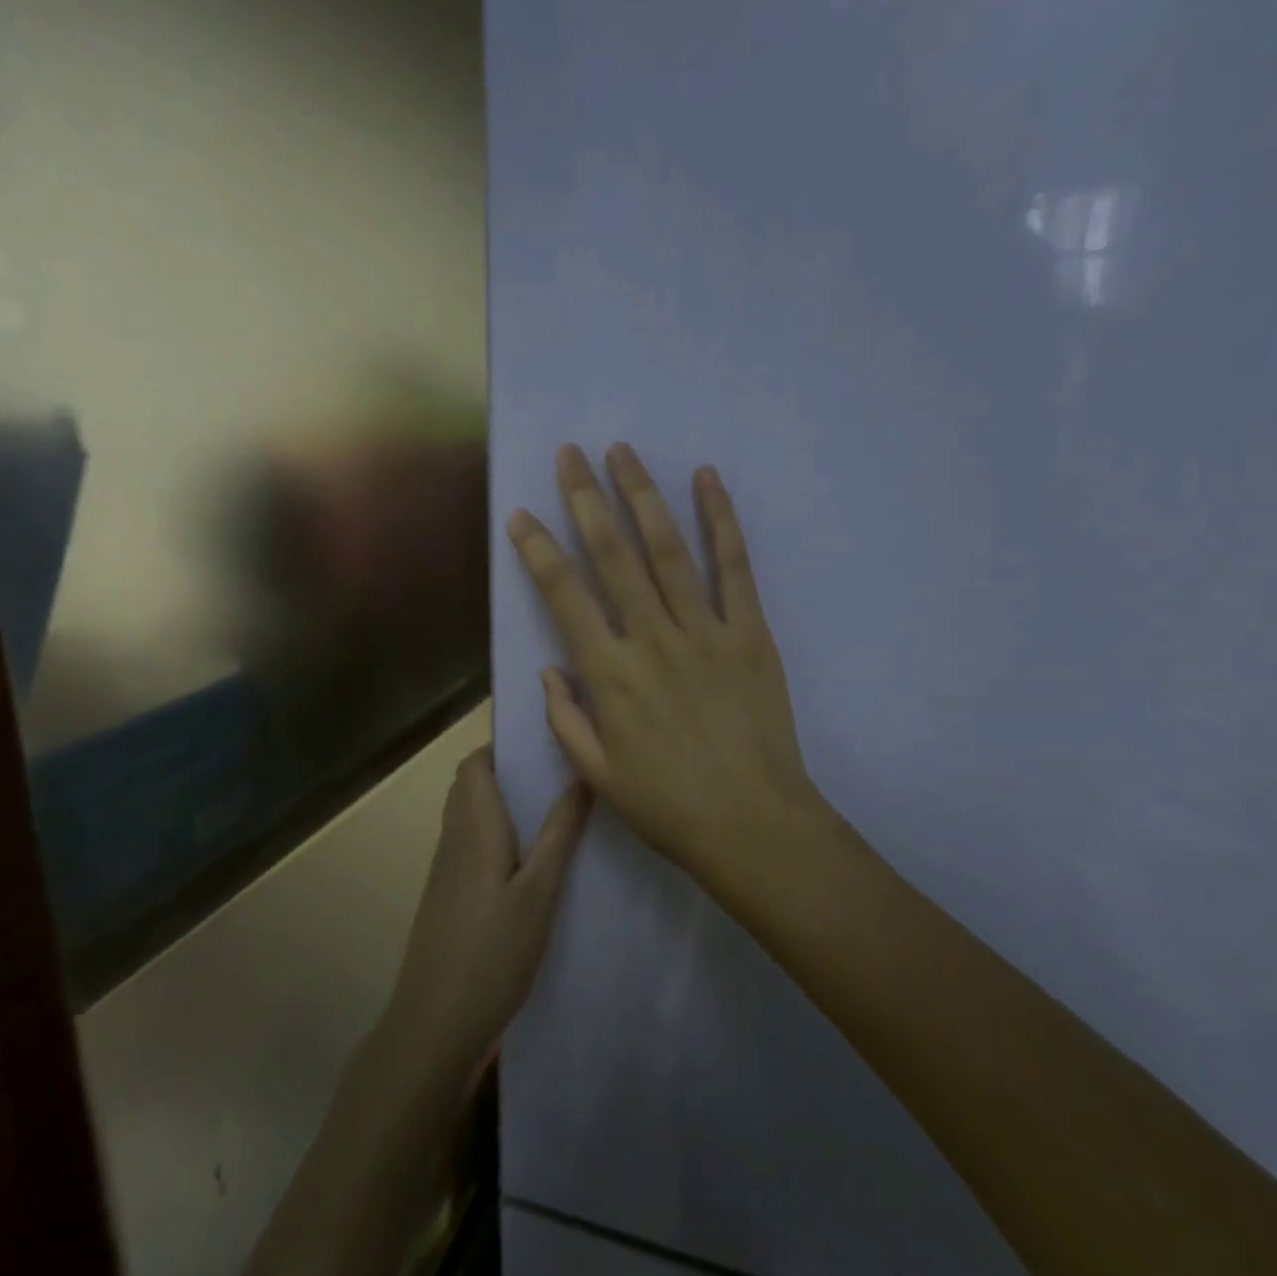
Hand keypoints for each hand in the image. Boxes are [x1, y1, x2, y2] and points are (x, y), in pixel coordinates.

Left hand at [381, 746, 591, 1099]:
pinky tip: (526, 859)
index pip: (474, 766)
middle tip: (553, 774)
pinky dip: (493, 833)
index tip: (541, 744)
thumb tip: (579, 776)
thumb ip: (559, 833)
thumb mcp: (539, 892)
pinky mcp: (445, 896)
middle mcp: (453, 840)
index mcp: (474, 828)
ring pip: (467, 816)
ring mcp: (444, 870)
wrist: (435, 1021)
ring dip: (499, 803)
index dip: (501, 747)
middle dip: (505, 772)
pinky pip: (467, 845)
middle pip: (468, 787)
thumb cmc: (493, 952)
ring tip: (548, 809)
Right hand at [506, 443, 822, 907]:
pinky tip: (707, 480)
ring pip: (668, 549)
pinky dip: (720, 521)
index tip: (522, 515)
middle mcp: (652, 639)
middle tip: (569, 454)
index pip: (564, 595)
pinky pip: (734, 567)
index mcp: (610, 674)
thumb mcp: (598, 775)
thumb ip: (566, 718)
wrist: (753, 824)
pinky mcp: (752, 633)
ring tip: (621, 451)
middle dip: (586, 499)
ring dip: (642, 495)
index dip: (539, 550)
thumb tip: (551, 668)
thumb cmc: (668, 806)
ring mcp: (706, 631)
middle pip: (613, 555)